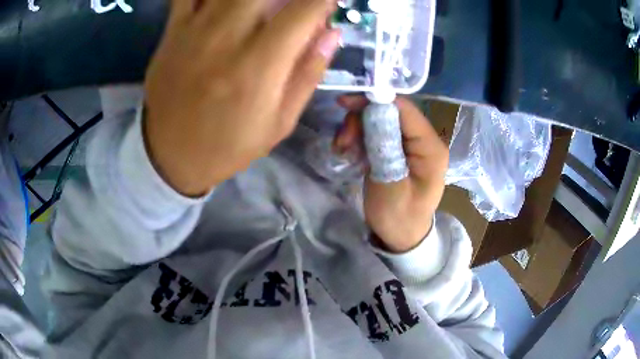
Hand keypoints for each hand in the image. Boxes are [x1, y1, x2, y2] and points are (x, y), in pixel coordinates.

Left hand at [144, 0, 339, 195]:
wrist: (169, 156)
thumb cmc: (226, 146)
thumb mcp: (278, 124)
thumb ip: (307, 74)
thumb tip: (332, 33)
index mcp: (258, 66)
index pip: (304, 9)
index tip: (329, 3)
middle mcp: (226, 38)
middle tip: (291, 6)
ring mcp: (194, 30)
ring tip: (261, 9)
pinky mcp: (172, 32)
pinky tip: (223, 4)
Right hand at [335, 96, 448, 252]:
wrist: (401, 236)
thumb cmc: (399, 218)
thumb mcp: (390, 186)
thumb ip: (385, 148)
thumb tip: (373, 111)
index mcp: (430, 148)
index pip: (405, 110)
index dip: (375, 101)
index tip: (345, 104)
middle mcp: (423, 140)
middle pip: (390, 112)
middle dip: (362, 120)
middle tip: (343, 142)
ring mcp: (411, 144)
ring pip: (380, 120)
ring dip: (358, 130)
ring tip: (344, 150)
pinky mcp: (398, 149)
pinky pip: (376, 132)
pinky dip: (360, 138)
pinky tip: (350, 153)